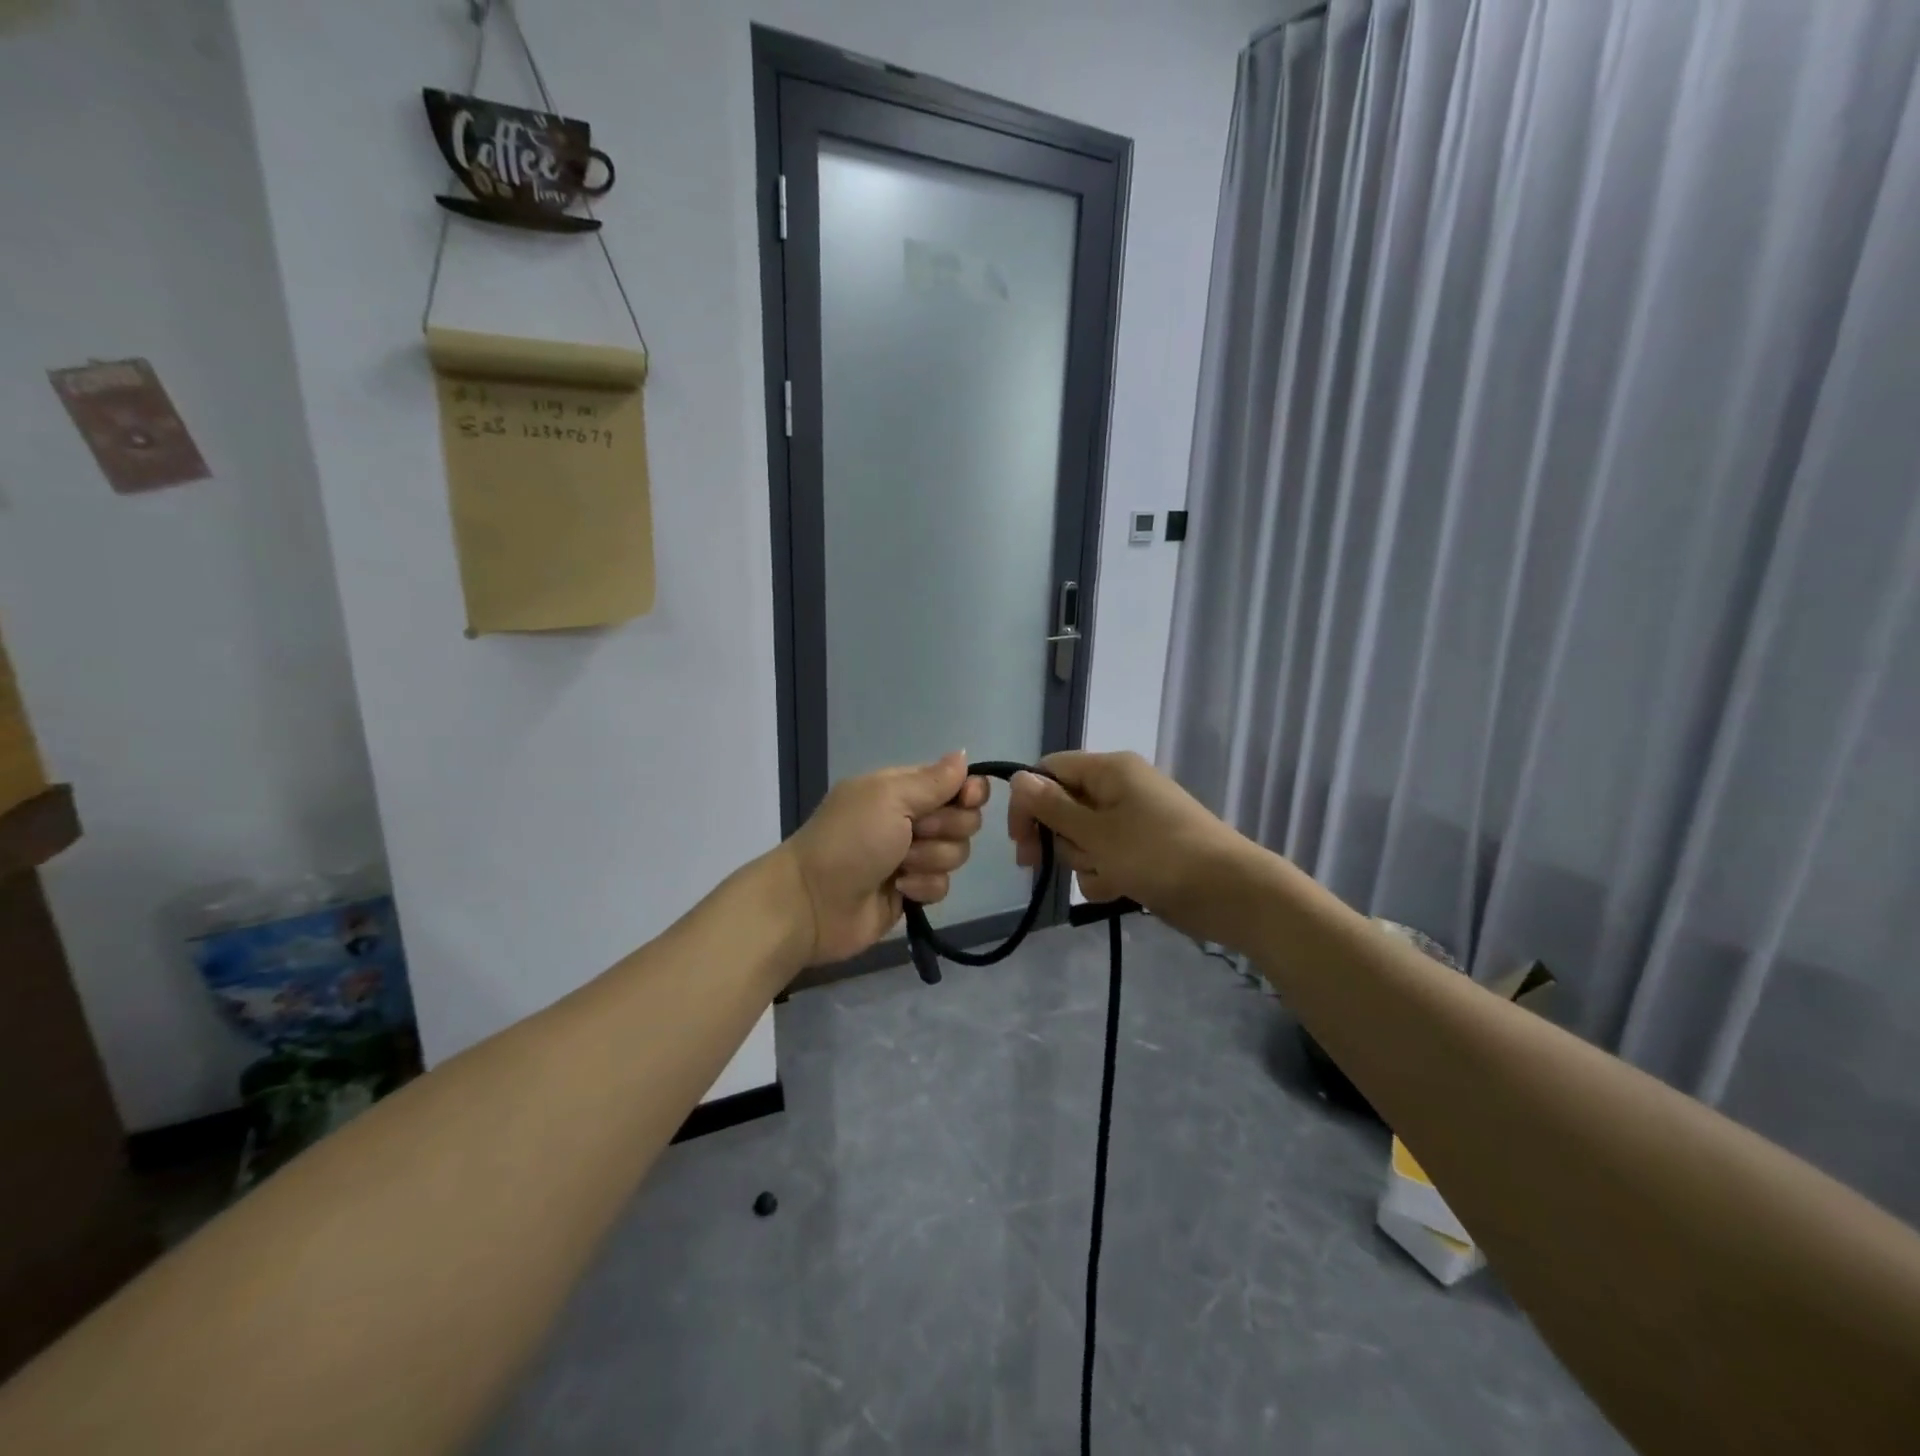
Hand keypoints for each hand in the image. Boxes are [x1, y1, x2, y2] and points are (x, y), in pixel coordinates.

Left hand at [782, 752, 989, 964]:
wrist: (812, 902)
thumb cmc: (850, 840)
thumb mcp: (889, 798)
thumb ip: (933, 780)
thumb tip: (963, 754)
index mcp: (902, 789)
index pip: (955, 782)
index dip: (969, 791)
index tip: (967, 799)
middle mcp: (910, 819)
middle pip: (963, 819)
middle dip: (946, 829)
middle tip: (915, 834)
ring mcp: (911, 857)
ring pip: (956, 853)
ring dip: (930, 859)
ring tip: (900, 867)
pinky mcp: (912, 891)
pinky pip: (942, 885)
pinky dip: (923, 887)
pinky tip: (900, 890)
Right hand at [1007, 751, 1252, 938]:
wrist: (1230, 893)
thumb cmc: (1158, 854)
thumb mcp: (1096, 832)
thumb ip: (1052, 807)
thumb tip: (1018, 777)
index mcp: (1110, 770)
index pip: (1050, 770)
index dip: (1028, 802)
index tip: (1019, 841)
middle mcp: (1120, 789)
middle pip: (1064, 807)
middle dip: (1059, 839)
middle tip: (1044, 864)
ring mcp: (1133, 821)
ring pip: (1083, 839)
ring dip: (1085, 862)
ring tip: (1109, 875)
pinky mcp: (1143, 851)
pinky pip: (1106, 859)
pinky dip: (1105, 876)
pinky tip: (1120, 890)